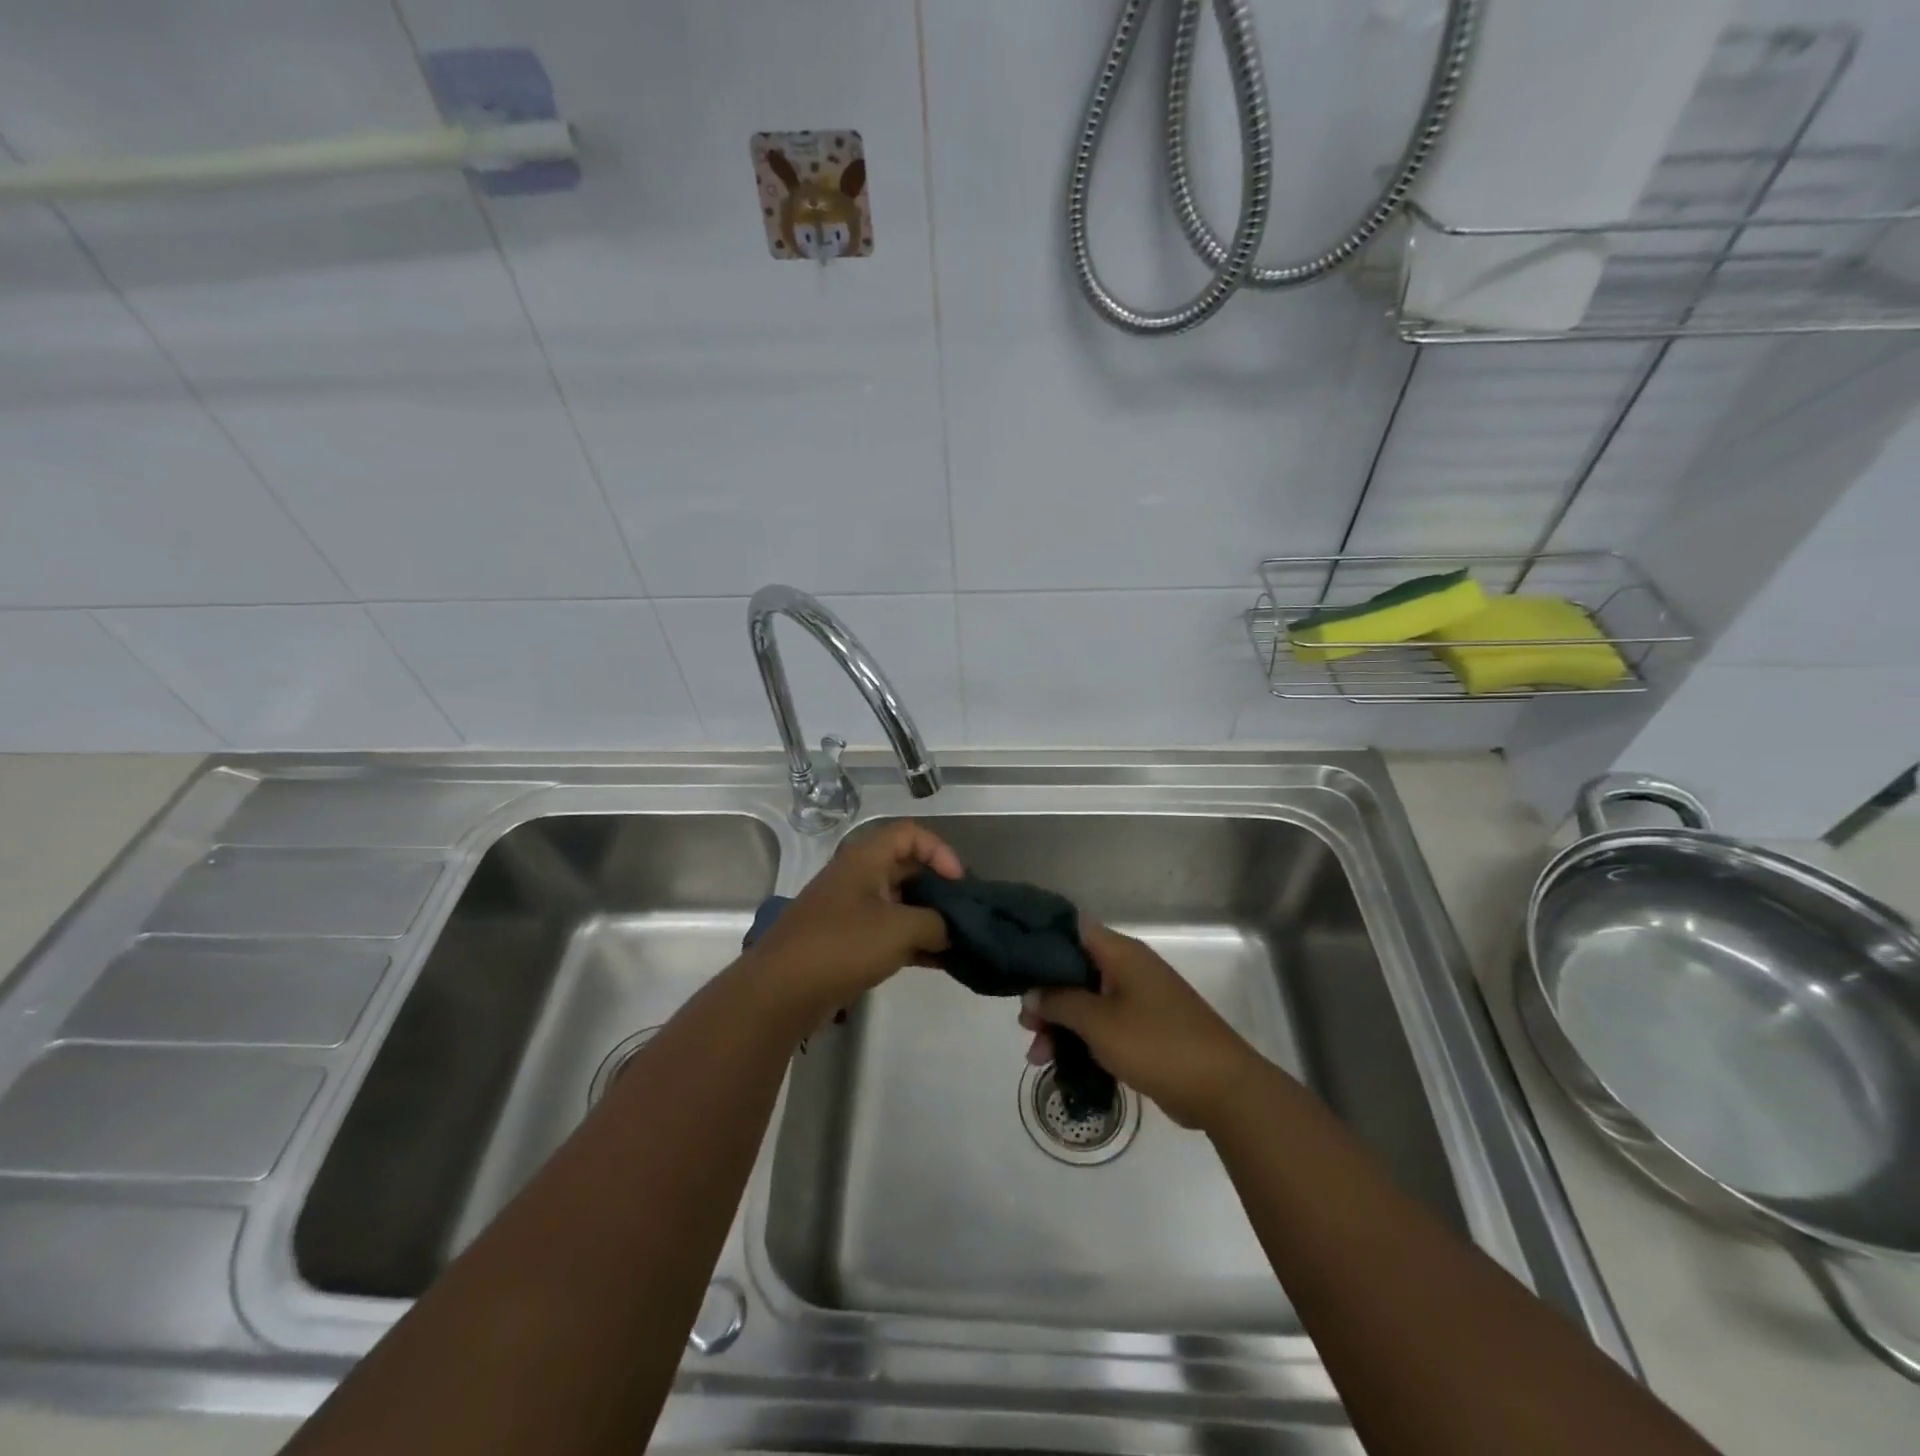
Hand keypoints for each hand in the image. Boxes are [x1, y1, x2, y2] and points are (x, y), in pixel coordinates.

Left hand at [742, 820, 961, 1031]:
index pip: (910, 834)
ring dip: (929, 919)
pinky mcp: (847, 942)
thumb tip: (950, 930)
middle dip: (939, 888)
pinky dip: (913, 942)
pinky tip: (939, 962)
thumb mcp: (900, 929)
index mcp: (865, 858)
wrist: (780, 991)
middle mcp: (857, 877)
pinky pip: (888, 932)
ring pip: (899, 903)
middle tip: (965, 913)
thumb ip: (936, 923)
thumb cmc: (842, 945)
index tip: (958, 883)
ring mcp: (850, 910)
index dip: (939, 851)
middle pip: (907, 868)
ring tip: (958, 941)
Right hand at [1018, 920, 1266, 1131]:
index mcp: (1120, 953)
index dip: (1041, 943)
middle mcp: (1129, 968)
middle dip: (1047, 997)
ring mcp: (1140, 999)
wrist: (1222, 1089)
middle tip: (1025, 1025)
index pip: (1071, 930)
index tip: (1015, 966)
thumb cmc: (1157, 1043)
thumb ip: (1059, 1003)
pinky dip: (1084, 1039)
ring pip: (1088, 1002)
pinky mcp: (1148, 1028)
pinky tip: (1062, 1063)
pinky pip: (1105, 1024)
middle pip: (1076, 971)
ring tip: (1037, 1057)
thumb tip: (1031, 993)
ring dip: (1061, 1025)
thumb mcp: (1098, 1022)